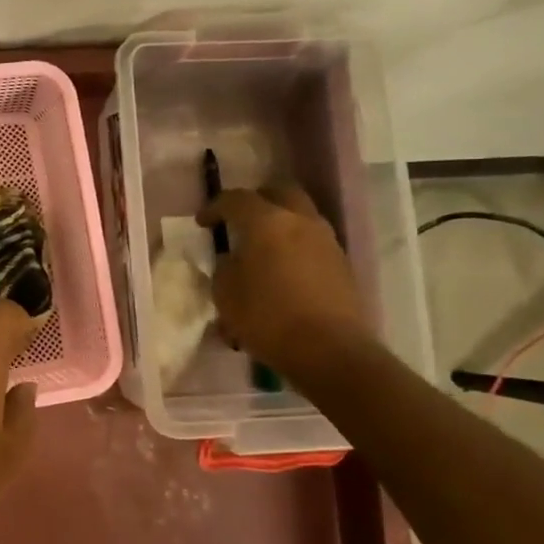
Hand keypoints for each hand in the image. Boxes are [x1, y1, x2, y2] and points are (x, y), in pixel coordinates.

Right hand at [199, 183, 365, 377]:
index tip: (203, 223)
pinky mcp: (341, 263)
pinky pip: (312, 241)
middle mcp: (301, 221)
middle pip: (279, 192)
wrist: (330, 350)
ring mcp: (326, 241)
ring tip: (262, 247)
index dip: (215, 207)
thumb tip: (232, 260)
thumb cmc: (268, 318)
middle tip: (239, 220)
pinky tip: (282, 270)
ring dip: (280, 223)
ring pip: (300, 215)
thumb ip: (224, 268)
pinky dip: (294, 245)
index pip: (236, 199)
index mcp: (267, 222)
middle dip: (257, 201)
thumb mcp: (226, 294)